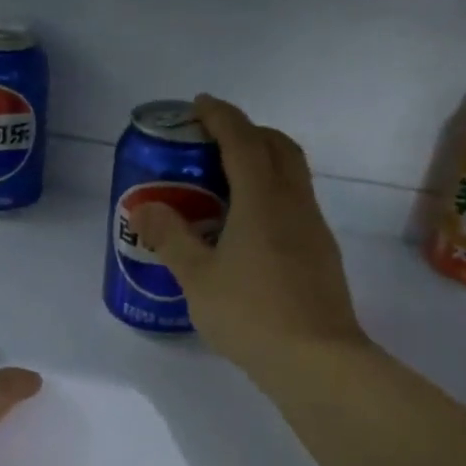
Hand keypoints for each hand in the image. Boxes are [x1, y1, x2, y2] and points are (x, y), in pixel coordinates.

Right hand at [129, 95, 368, 377]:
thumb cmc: (251, 315)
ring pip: (292, 175)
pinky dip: (272, 196)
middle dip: (247, 132)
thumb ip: (170, 238)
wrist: (317, 361)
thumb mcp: (197, 278)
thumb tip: (144, 208)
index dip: (220, 115)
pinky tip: (248, 229)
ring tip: (226, 185)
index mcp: (262, 200)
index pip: (243, 139)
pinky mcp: (322, 253)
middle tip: (213, 143)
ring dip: (263, 163)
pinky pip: (296, 205)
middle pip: (278, 147)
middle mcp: (294, 203)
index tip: (199, 105)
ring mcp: (314, 228)